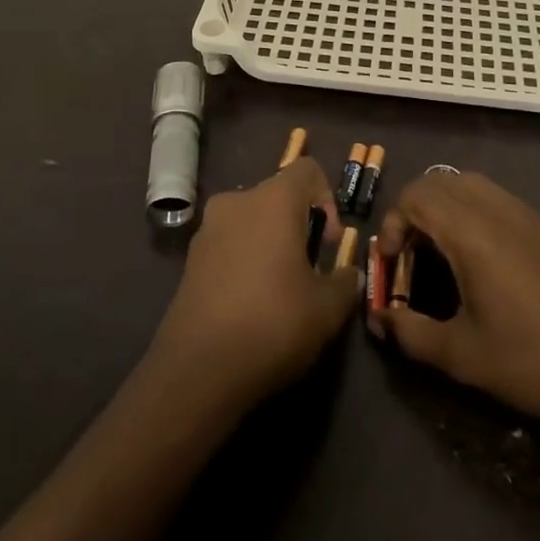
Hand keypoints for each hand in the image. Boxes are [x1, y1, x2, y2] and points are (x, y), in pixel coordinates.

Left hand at [149, 157, 361, 407]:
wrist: (198, 370)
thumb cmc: (273, 323)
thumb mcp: (327, 309)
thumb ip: (345, 282)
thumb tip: (348, 274)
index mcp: (273, 200)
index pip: (307, 170)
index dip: (328, 199)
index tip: (329, 243)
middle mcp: (237, 201)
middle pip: (278, 196)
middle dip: (299, 225)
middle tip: (310, 269)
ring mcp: (208, 229)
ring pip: (251, 220)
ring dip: (271, 243)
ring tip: (281, 289)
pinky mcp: (190, 259)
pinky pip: (229, 244)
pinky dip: (246, 260)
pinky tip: (252, 303)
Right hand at [371, 172, 539, 433]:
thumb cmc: (533, 361)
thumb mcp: (462, 355)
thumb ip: (411, 333)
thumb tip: (379, 319)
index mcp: (472, 232)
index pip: (416, 196)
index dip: (392, 222)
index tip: (390, 263)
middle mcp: (496, 209)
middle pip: (438, 182)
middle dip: (411, 210)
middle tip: (407, 255)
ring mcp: (523, 213)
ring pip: (467, 183)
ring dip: (440, 206)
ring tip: (437, 252)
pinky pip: (492, 196)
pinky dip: (468, 209)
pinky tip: (475, 256)